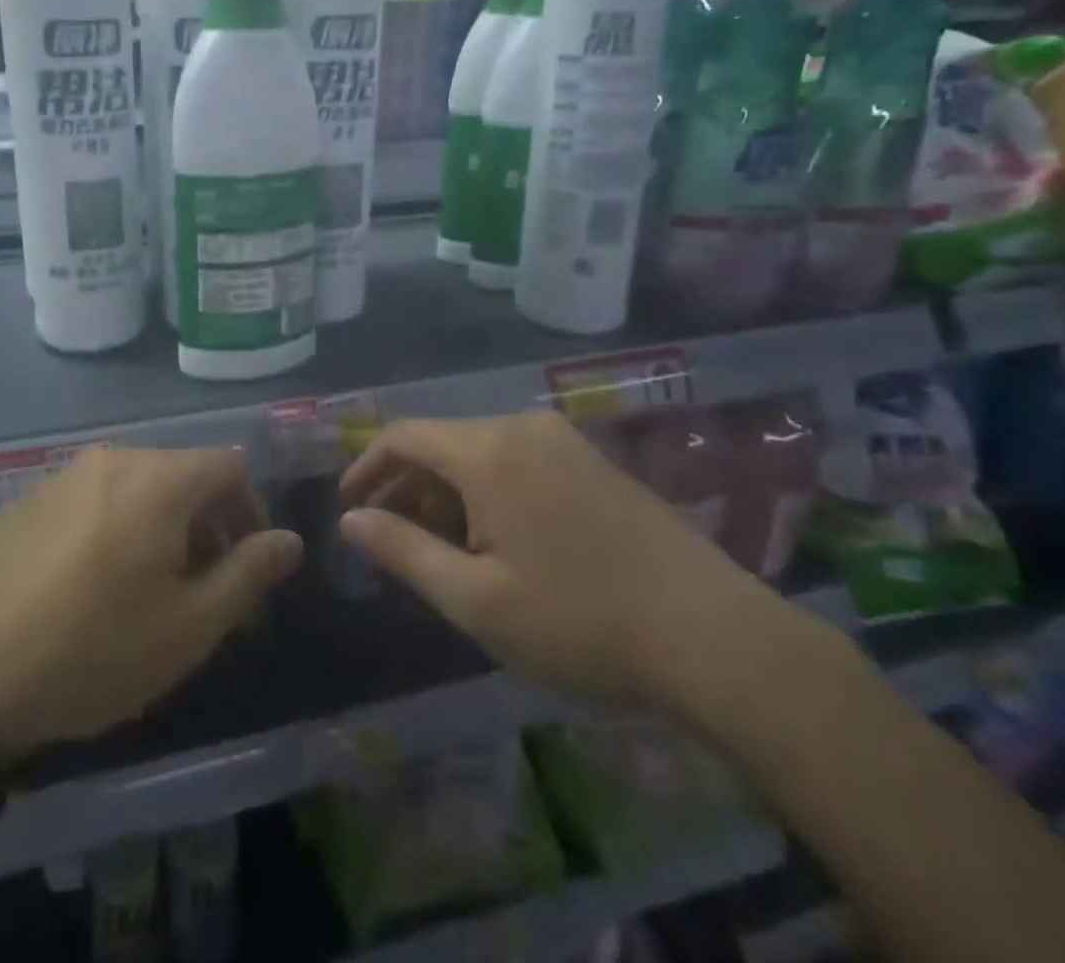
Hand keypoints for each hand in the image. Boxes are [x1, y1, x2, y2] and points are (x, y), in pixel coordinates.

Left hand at [0, 448, 302, 765]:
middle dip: (208, 527)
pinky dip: (115, 531)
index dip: (251, 512)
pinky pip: (92, 502)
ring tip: (148, 595)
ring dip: (161, 530)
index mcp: (158, 478)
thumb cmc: (92, 649)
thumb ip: (248, 574)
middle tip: (203, 593)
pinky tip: (90, 591)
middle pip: (183, 475)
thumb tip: (289, 541)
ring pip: (137, 489)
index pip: (230, 466)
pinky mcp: (25, 501)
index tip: (246, 570)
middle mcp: (112, 460)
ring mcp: (62, 476)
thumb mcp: (188, 626)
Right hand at [338, 411, 807, 713]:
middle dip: (407, 486)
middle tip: (394, 540)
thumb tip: (350, 519)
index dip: (366, 466)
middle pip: (442, 442)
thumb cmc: (580, 621)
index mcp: (488, 450)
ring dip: (448, 492)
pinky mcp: (593, 462)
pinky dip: (488, 491)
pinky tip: (498, 541)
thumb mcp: (475, 599)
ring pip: (480, 452)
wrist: (716, 638)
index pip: (403, 436)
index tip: (348, 506)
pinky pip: (518, 461)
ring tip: (443, 548)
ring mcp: (563, 441)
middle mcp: (522, 427)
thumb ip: (402, 550)